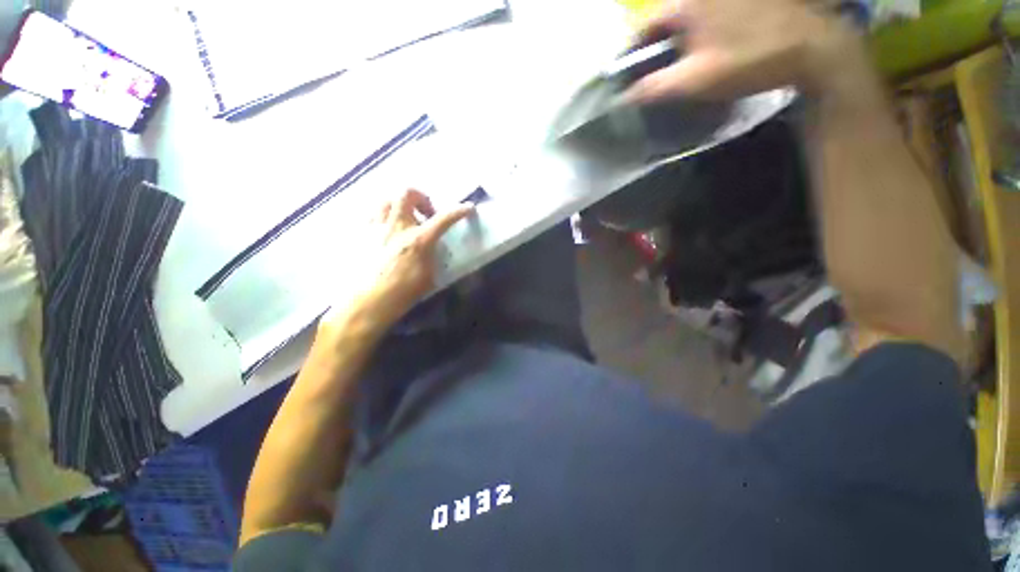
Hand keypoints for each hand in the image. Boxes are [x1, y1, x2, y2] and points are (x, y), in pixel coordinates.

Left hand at [322, 189, 472, 335]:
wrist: (367, 303)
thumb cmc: (402, 293)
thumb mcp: (428, 276)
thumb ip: (432, 255)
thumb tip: (432, 246)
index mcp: (418, 240)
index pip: (444, 218)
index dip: (459, 210)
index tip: (468, 207)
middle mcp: (396, 227)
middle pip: (407, 193)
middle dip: (422, 197)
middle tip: (427, 213)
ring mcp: (375, 228)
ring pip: (386, 199)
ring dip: (400, 204)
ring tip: (405, 219)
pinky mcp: (360, 234)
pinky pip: (372, 214)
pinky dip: (383, 216)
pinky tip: (386, 231)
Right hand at [625, 0, 861, 101]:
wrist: (810, 48)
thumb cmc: (748, 61)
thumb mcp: (694, 80)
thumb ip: (653, 88)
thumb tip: (623, 97)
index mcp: (686, 4)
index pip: (644, 28)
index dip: (632, 54)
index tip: (626, 77)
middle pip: (665, 21)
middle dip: (654, 47)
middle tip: (651, 74)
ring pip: (686, 18)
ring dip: (675, 41)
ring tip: (675, 65)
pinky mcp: (743, 1)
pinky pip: (707, 16)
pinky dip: (697, 33)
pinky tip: (703, 50)